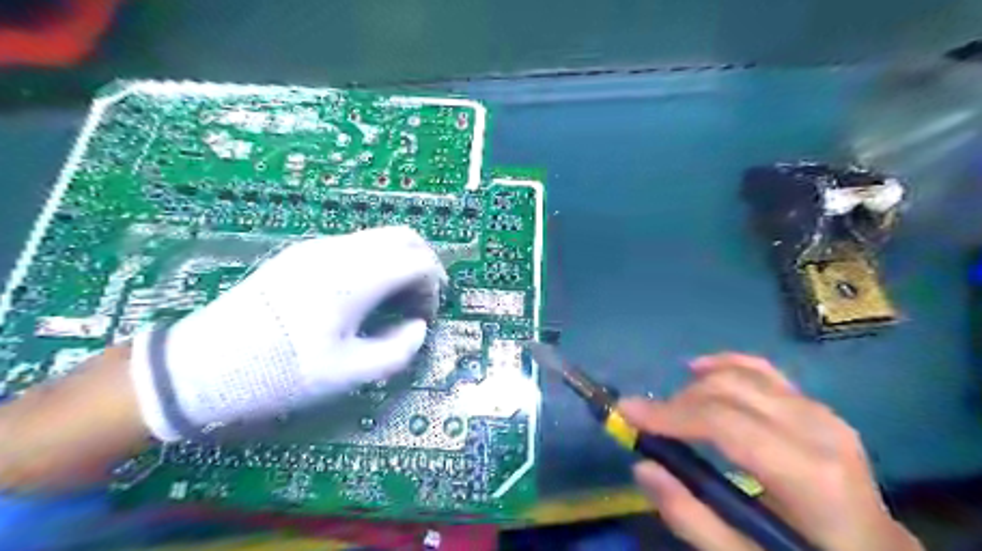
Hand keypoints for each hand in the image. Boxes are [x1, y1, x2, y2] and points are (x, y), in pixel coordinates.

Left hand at [127, 226, 447, 440]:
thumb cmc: (281, 372)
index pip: (418, 263)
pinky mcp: (303, 253)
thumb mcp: (348, 374)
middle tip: (421, 300)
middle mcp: (340, 251)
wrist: (204, 364)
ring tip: (395, 300)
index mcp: (354, 279)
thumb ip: (399, 350)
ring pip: (380, 236)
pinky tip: (365, 293)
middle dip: (424, 265)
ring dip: (400, 262)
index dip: (434, 288)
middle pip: (404, 237)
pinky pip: (357, 244)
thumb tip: (418, 326)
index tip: (427, 317)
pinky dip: (377, 261)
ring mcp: (319, 247)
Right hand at [621, 352, 921, 549]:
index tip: (626, 412)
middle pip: (728, 391)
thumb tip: (643, 467)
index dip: (668, 413)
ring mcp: (821, 411)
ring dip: (695, 387)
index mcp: (808, 474)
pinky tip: (699, 368)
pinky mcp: (816, 406)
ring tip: (669, 410)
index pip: (723, 422)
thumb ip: (693, 519)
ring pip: (741, 374)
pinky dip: (726, 363)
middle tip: (644, 421)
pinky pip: (763, 370)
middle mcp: (818, 428)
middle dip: (677, 401)